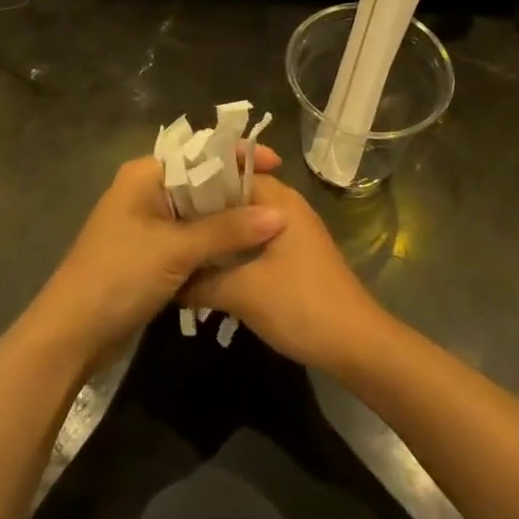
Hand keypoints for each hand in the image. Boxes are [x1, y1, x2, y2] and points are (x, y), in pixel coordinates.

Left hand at [28, 146, 286, 369]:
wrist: (72, 335)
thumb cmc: (119, 276)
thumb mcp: (176, 249)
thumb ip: (228, 230)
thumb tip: (279, 215)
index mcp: (145, 175)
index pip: (199, 152)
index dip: (237, 155)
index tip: (277, 165)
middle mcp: (146, 191)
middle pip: (201, 181)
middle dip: (237, 189)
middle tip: (279, 198)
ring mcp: (147, 224)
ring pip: (198, 212)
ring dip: (229, 219)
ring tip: (270, 223)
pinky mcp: (151, 253)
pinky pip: (191, 238)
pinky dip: (215, 242)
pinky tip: (244, 250)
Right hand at [182, 174, 391, 373]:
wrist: (354, 345)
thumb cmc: (300, 305)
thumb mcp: (242, 292)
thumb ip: (200, 281)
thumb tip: (167, 280)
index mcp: (279, 200)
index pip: (230, 173)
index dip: (197, 182)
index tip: (164, 198)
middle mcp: (286, 208)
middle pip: (236, 197)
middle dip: (203, 211)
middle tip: (166, 226)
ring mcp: (292, 233)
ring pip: (244, 223)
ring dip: (217, 234)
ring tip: (180, 247)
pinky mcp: (293, 258)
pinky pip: (254, 243)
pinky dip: (231, 251)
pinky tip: (207, 270)